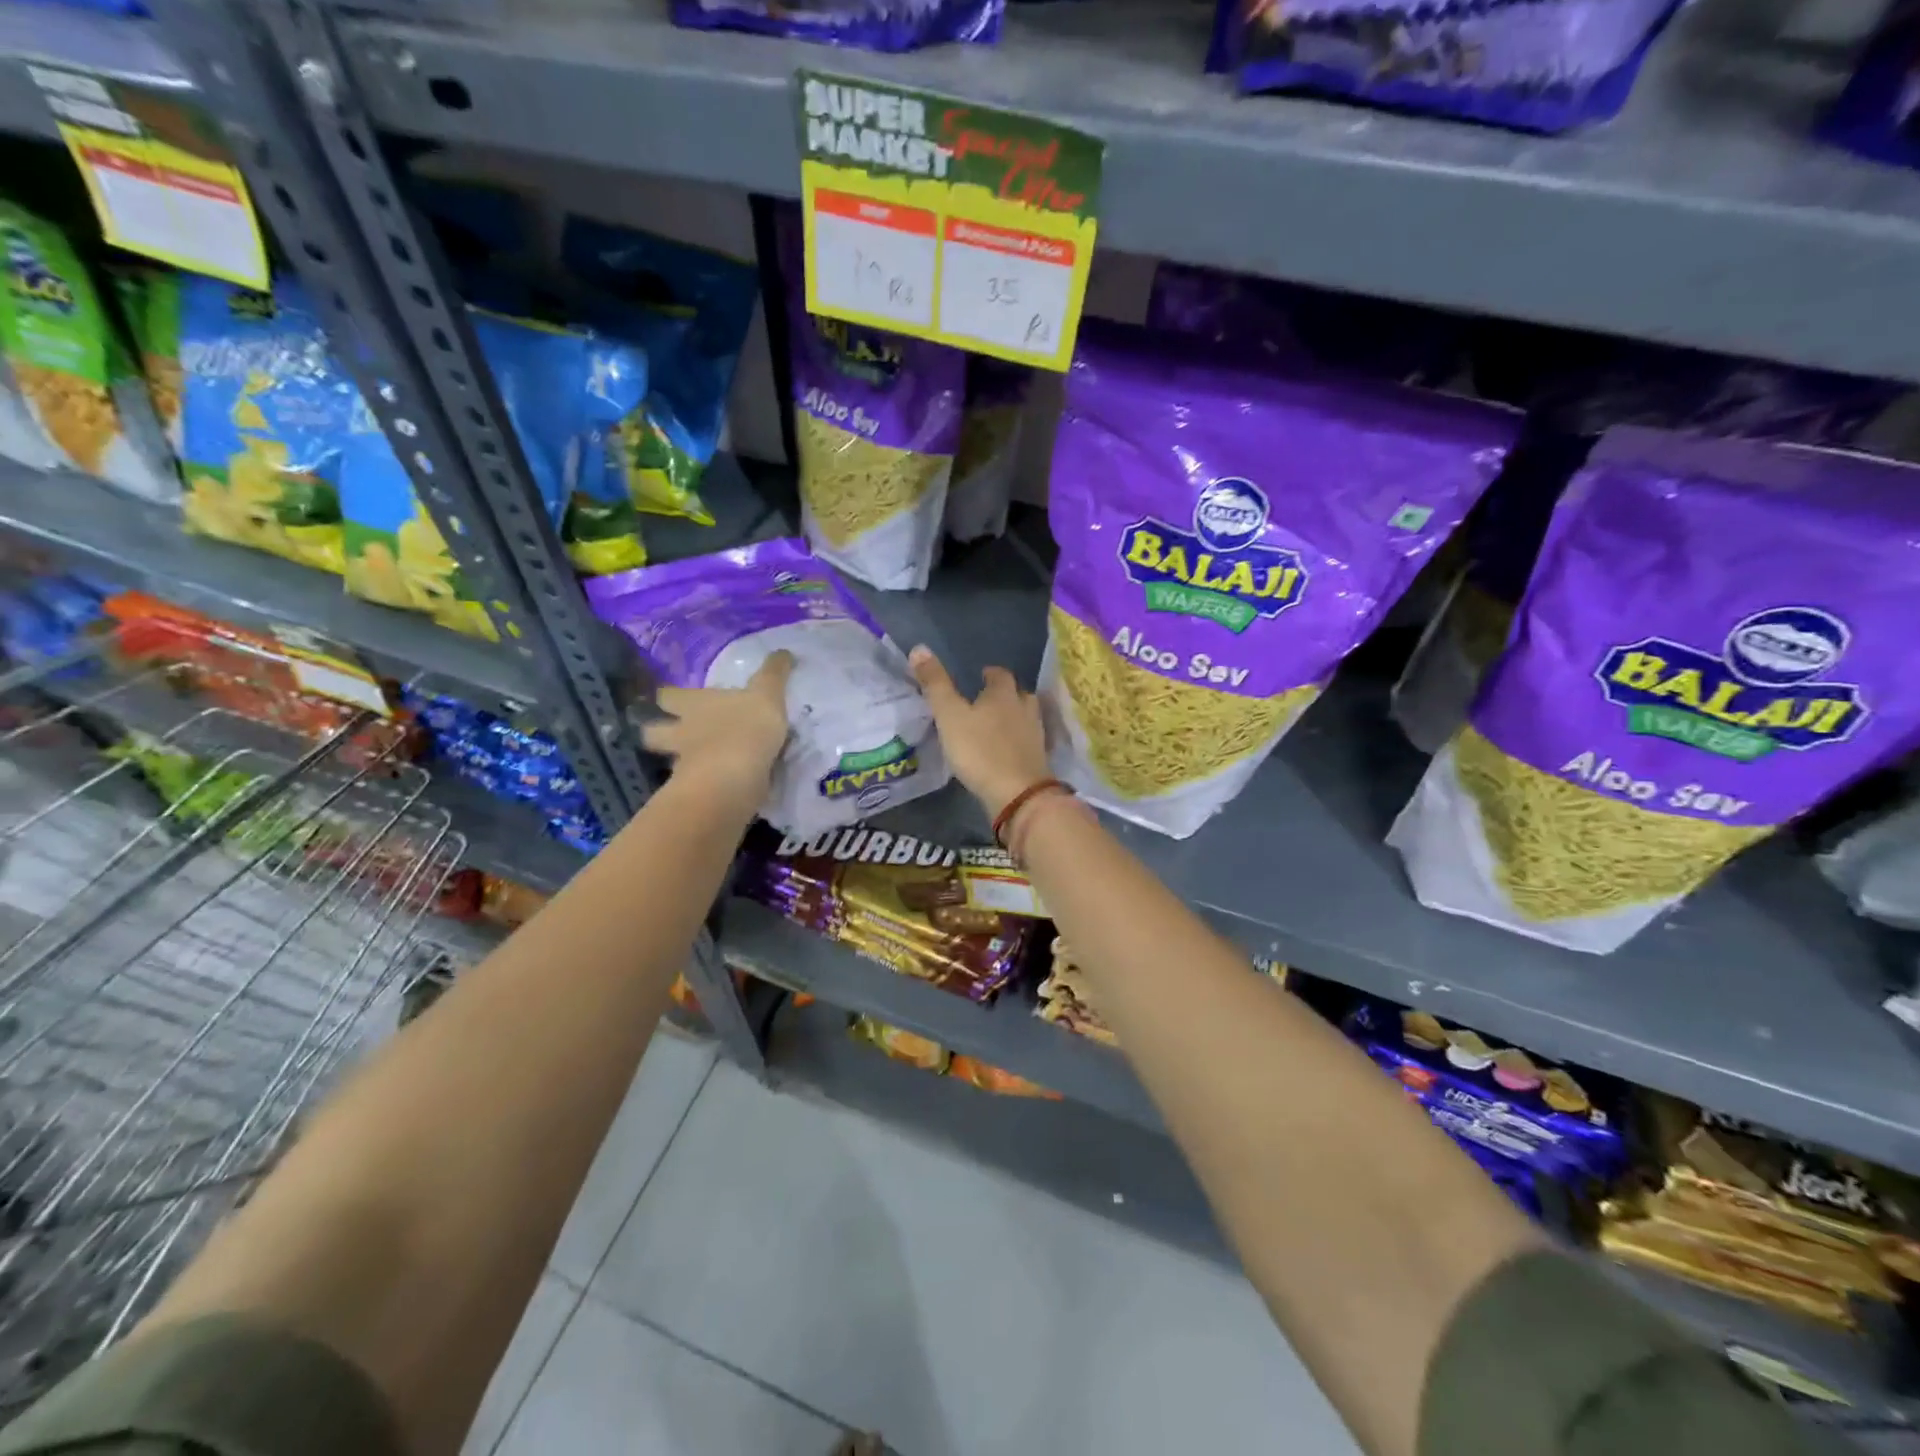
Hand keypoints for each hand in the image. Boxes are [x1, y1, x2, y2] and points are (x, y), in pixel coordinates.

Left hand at [640, 651, 793, 793]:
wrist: (735, 777)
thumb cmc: (747, 727)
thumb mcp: (767, 693)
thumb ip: (774, 674)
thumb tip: (784, 651)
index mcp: (694, 704)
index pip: (668, 695)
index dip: (668, 695)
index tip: (668, 695)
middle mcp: (681, 732)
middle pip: (653, 732)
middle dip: (656, 732)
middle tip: (670, 733)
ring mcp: (684, 764)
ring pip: (670, 761)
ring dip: (678, 761)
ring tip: (694, 763)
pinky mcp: (696, 791)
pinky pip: (694, 785)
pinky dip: (701, 784)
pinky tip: (715, 785)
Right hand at [909, 646, 1049, 818]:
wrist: (1017, 793)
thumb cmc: (979, 750)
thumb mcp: (949, 715)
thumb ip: (935, 684)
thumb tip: (919, 648)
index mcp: (1003, 694)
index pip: (1000, 674)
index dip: (990, 674)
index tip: (979, 676)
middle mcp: (1024, 708)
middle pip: (1018, 693)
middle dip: (1005, 693)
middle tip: (986, 699)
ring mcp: (1034, 734)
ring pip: (1026, 715)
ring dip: (1014, 714)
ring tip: (997, 722)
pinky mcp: (1038, 758)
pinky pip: (1028, 740)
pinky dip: (1019, 739)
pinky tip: (1008, 747)